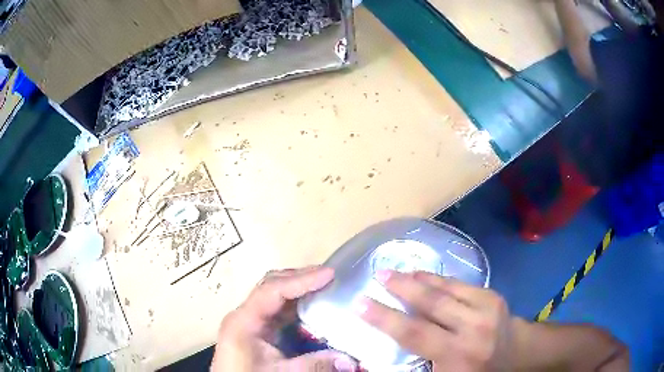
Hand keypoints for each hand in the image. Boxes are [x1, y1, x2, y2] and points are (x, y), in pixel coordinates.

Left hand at [211, 266, 356, 371]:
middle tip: (331, 277)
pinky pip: (279, 311)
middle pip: (272, 286)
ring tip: (327, 287)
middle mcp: (246, 314)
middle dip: (301, 278)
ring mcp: (251, 321)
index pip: (272, 289)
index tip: (329, 274)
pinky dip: (298, 307)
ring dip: (300, 290)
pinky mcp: (257, 331)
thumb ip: (313, 364)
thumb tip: (349, 359)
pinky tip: (315, 309)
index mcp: (244, 320)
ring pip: (276, 296)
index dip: (301, 280)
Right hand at [357, 270, 514, 370]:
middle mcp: (472, 330)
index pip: (413, 334)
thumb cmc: (472, 371)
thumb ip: (416, 365)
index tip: (359, 304)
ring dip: (418, 279)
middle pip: (431, 304)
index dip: (384, 318)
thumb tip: (377, 359)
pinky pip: (459, 284)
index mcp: (456, 356)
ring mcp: (486, 308)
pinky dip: (438, 279)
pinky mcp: (492, 295)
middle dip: (401, 287)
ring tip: (397, 272)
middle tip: (379, 274)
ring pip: (445, 288)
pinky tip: (424, 276)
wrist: (514, 355)